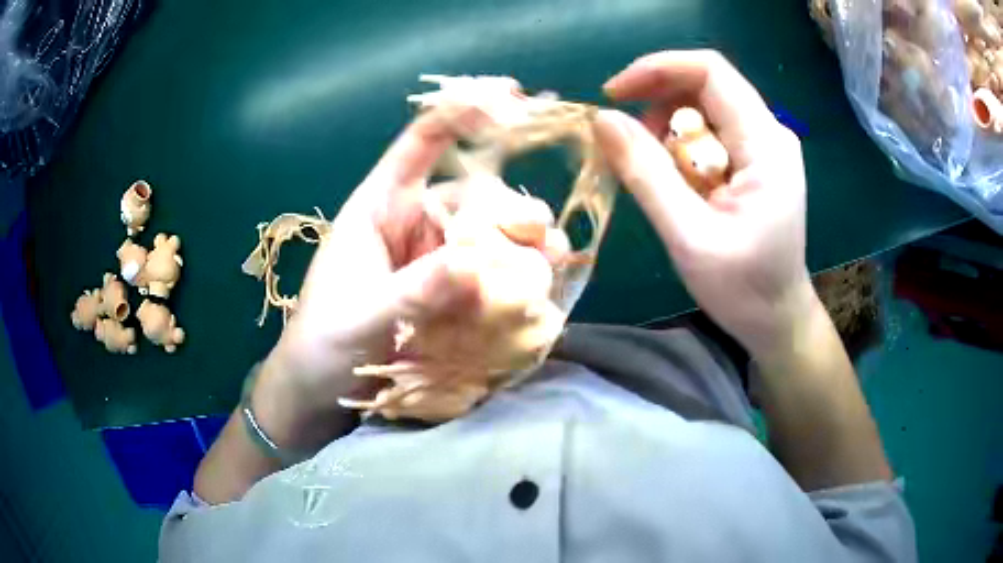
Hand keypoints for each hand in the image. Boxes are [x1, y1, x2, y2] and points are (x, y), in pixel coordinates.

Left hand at [253, 106, 568, 445]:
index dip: (460, 116)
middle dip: (510, 210)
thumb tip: (477, 264)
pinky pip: (485, 276)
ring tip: (552, 262)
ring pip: (485, 237)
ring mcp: (430, 262)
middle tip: (543, 234)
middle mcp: (409, 225)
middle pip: (470, 197)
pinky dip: (512, 280)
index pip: (420, 144)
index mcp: (378, 209)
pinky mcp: (444, 296)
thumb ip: (415, 291)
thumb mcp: (362, 317)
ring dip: (520, 247)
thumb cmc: (321, 346)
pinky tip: (538, 289)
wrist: (315, 397)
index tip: (510, 101)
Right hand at [594, 51, 814, 359]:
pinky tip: (673, 177)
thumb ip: (646, 174)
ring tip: (652, 169)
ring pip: (706, 106)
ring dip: (668, 126)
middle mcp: (771, 133)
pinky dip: (682, 145)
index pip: (711, 72)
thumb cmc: (742, 289)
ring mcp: (766, 146)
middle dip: (658, 100)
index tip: (614, 95)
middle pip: (707, 84)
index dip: (657, 69)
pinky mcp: (758, 160)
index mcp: (766, 145)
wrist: (778, 319)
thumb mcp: (688, 236)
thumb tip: (603, 120)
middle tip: (627, 139)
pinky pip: (712, 131)